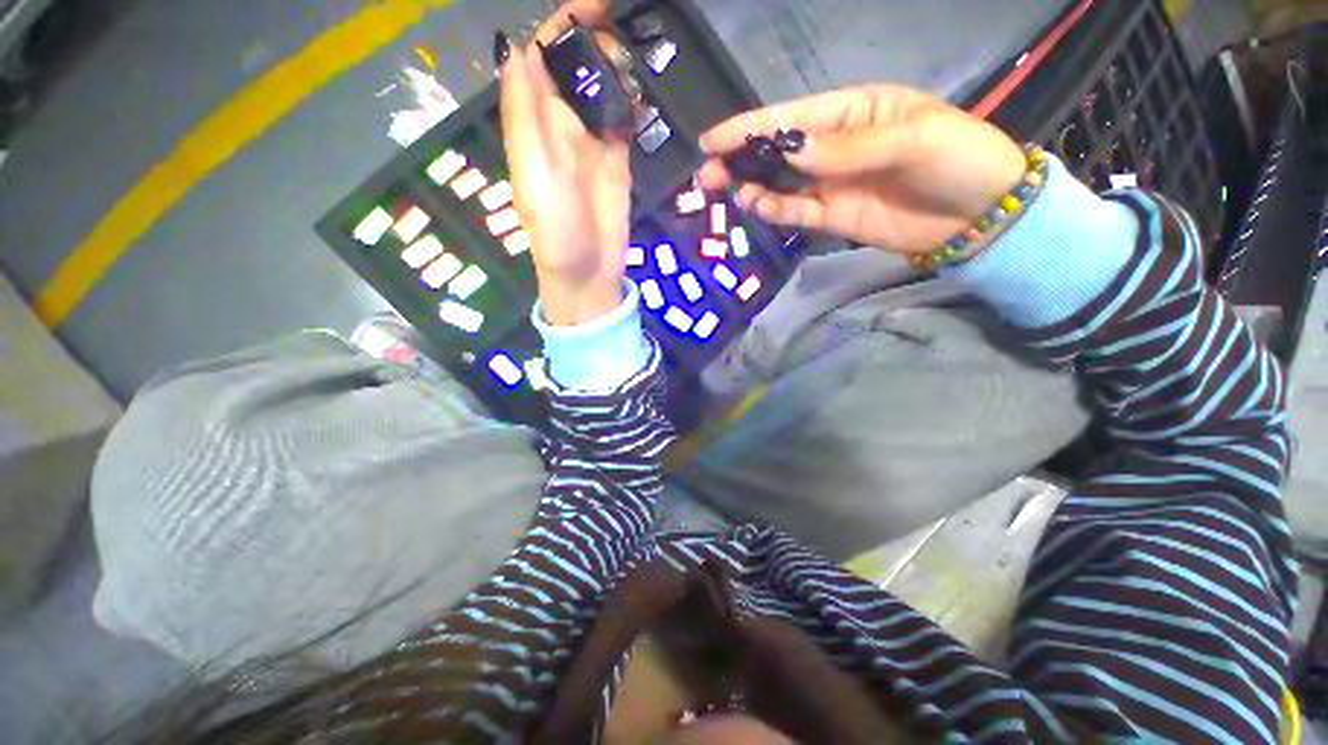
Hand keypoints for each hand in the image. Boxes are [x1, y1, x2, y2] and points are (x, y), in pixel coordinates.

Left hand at [499, 0, 631, 325]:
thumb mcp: (533, 173)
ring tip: (633, 74)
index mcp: (534, 123)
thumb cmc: (556, 231)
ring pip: (603, 89)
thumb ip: (524, 116)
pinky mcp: (618, 160)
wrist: (588, 271)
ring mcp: (593, 142)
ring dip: (618, 72)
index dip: (561, 27)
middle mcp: (562, 124)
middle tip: (621, 52)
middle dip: (596, 45)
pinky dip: (632, 105)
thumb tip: (517, 50)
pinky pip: (624, 120)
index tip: (593, 6)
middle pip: (576, 67)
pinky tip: (642, 102)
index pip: (541, 59)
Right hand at [698, 85, 1027, 255]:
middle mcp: (834, 146)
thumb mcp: (910, 138)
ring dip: (751, 186)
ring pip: (780, 184)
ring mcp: (830, 185)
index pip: (792, 117)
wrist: (978, 215)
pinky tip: (756, 206)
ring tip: (725, 191)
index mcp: (853, 112)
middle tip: (707, 174)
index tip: (712, 140)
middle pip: (777, 151)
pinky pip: (796, 211)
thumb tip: (790, 150)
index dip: (750, 126)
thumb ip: (847, 147)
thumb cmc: (955, 158)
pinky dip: (774, 209)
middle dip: (741, 159)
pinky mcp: (832, 217)